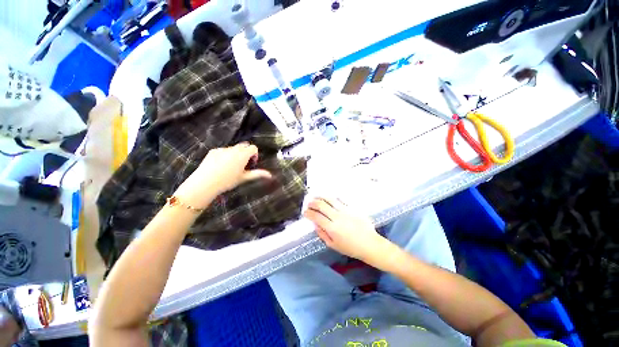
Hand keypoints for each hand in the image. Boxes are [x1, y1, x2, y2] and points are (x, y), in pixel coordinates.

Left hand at [175, 143, 271, 207]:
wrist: (205, 182)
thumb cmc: (228, 181)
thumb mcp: (244, 178)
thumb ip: (258, 174)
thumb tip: (270, 175)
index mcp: (242, 155)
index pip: (253, 148)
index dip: (255, 155)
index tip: (251, 164)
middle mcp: (233, 149)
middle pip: (244, 145)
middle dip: (246, 153)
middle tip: (243, 165)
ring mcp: (222, 149)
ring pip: (234, 148)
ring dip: (236, 154)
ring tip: (231, 167)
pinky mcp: (213, 151)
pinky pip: (223, 150)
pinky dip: (226, 155)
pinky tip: (220, 166)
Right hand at [304, 197, 387, 262]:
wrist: (370, 244)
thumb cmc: (350, 248)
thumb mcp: (333, 245)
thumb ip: (322, 234)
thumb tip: (315, 224)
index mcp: (332, 228)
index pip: (316, 216)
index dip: (308, 213)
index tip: (305, 212)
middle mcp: (337, 217)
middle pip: (321, 205)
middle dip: (312, 203)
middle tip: (309, 203)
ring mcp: (346, 210)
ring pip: (330, 199)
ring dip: (321, 197)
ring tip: (316, 197)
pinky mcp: (352, 208)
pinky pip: (340, 199)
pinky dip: (332, 198)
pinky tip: (329, 198)